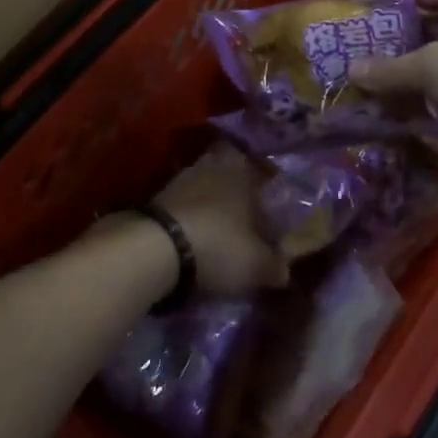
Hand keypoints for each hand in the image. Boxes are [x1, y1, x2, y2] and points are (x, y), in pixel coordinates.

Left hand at [152, 145, 289, 296]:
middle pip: (228, 179)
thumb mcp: (257, 265)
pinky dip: (189, 223)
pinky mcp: (155, 200)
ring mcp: (180, 180)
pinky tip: (193, 245)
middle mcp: (211, 166)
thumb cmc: (219, 246)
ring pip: (203, 192)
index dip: (264, 193)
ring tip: (217, 240)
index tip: (267, 217)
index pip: (259, 172)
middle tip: (243, 226)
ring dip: (210, 212)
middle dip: (235, 200)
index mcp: (241, 171)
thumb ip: (274, 266)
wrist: (154, 249)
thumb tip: (283, 270)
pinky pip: (182, 209)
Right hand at [352, 0, 437, 171]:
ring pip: (434, 51)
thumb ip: (389, 70)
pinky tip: (402, 108)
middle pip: (419, 20)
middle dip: (385, 42)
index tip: (343, 21)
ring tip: (368, 87)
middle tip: (349, 59)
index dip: (374, 2)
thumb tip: (352, 72)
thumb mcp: (434, 70)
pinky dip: (428, 88)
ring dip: (405, 70)